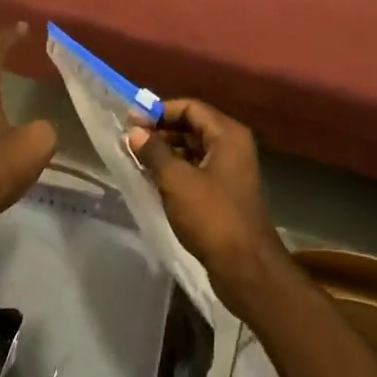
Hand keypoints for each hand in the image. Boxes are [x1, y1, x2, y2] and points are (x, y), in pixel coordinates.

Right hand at [127, 99, 288, 319]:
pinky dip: (175, 170)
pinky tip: (153, 180)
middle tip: (131, 140)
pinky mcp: (224, 194)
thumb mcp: (176, 180)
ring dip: (166, 152)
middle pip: (192, 126)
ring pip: (193, 149)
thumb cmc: (212, 217)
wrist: (246, 268)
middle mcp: (232, 147)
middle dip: (161, 131)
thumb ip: (154, 151)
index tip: (131, 121)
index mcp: (227, 135)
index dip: (160, 111)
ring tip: (137, 159)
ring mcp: (230, 171)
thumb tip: (136, 132)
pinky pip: (196, 170)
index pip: (190, 107)